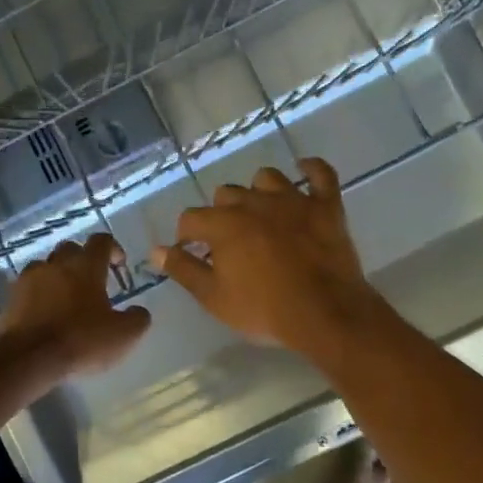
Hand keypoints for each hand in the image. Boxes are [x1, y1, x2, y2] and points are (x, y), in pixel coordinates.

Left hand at [0, 233, 151, 378]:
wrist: (28, 358)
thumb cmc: (81, 340)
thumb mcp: (124, 335)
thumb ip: (137, 319)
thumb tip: (139, 311)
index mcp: (86, 266)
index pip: (102, 241)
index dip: (113, 249)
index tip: (119, 265)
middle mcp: (56, 264)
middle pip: (70, 249)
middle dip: (82, 260)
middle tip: (91, 283)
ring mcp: (29, 279)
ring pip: (45, 266)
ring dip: (56, 276)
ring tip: (64, 298)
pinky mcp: (10, 298)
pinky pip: (27, 288)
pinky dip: (37, 295)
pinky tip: (43, 315)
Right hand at [150, 158, 386, 360]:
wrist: (324, 314)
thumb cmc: (264, 310)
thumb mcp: (214, 297)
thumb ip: (184, 269)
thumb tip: (156, 251)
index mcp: (224, 224)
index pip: (191, 218)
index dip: (187, 236)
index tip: (192, 252)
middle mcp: (254, 202)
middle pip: (227, 194)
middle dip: (222, 213)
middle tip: (229, 241)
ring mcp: (293, 200)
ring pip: (267, 178)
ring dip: (258, 191)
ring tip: (261, 212)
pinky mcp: (326, 206)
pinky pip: (321, 174)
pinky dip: (312, 169)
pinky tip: (305, 169)